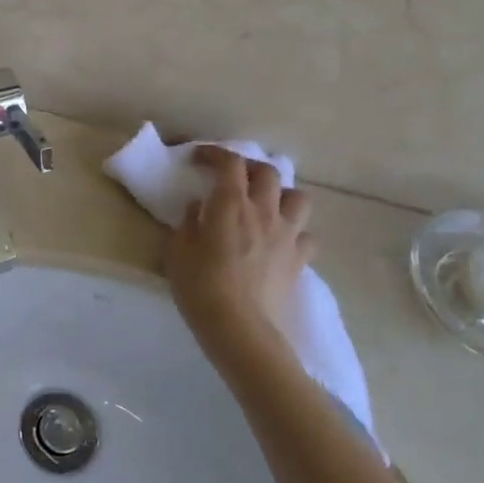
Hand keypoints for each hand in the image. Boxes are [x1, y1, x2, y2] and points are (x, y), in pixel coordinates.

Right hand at [165, 146, 315, 346]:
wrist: (239, 328)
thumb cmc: (200, 287)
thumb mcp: (177, 251)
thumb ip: (188, 222)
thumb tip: (199, 207)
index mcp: (230, 204)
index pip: (229, 163)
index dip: (215, 153)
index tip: (200, 157)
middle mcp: (263, 211)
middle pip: (267, 172)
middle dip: (249, 168)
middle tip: (233, 177)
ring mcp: (286, 235)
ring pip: (298, 198)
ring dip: (282, 195)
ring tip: (267, 205)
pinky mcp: (299, 260)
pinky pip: (306, 236)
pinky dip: (295, 233)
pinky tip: (281, 242)